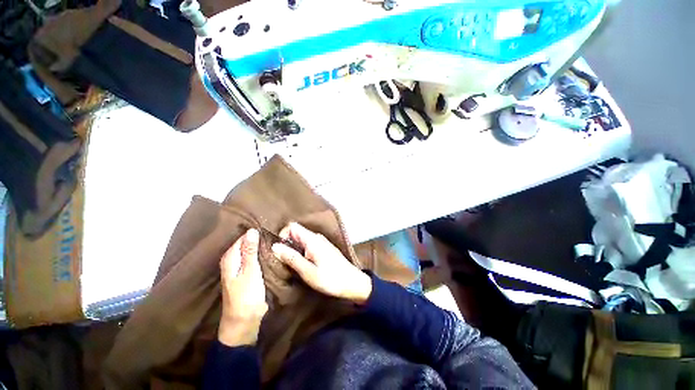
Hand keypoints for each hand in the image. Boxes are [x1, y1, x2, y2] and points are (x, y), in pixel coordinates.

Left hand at [218, 229, 267, 346]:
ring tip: (276, 241)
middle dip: (259, 239)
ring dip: (261, 247)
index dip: (256, 233)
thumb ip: (250, 250)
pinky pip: (253, 259)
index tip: (272, 229)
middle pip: (246, 244)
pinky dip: (260, 255)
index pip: (243, 237)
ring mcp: (238, 268)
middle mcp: (232, 261)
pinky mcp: (245, 274)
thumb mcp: (250, 271)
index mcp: (230, 258)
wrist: (243, 321)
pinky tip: (270, 253)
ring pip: (250, 251)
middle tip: (276, 234)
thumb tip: (251, 230)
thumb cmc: (246, 295)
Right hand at [271, 223, 371, 303]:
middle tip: (284, 262)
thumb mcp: (308, 271)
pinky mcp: (323, 249)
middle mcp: (316, 237)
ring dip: (293, 250)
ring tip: (293, 266)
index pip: (292, 226)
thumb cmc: (330, 279)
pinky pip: (307, 246)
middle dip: (287, 245)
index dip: (282, 235)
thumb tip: (275, 246)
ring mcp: (321, 243)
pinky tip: (303, 265)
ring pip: (301, 240)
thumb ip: (291, 258)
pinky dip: (301, 253)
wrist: (352, 283)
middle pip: (296, 233)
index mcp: (312, 239)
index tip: (279, 252)